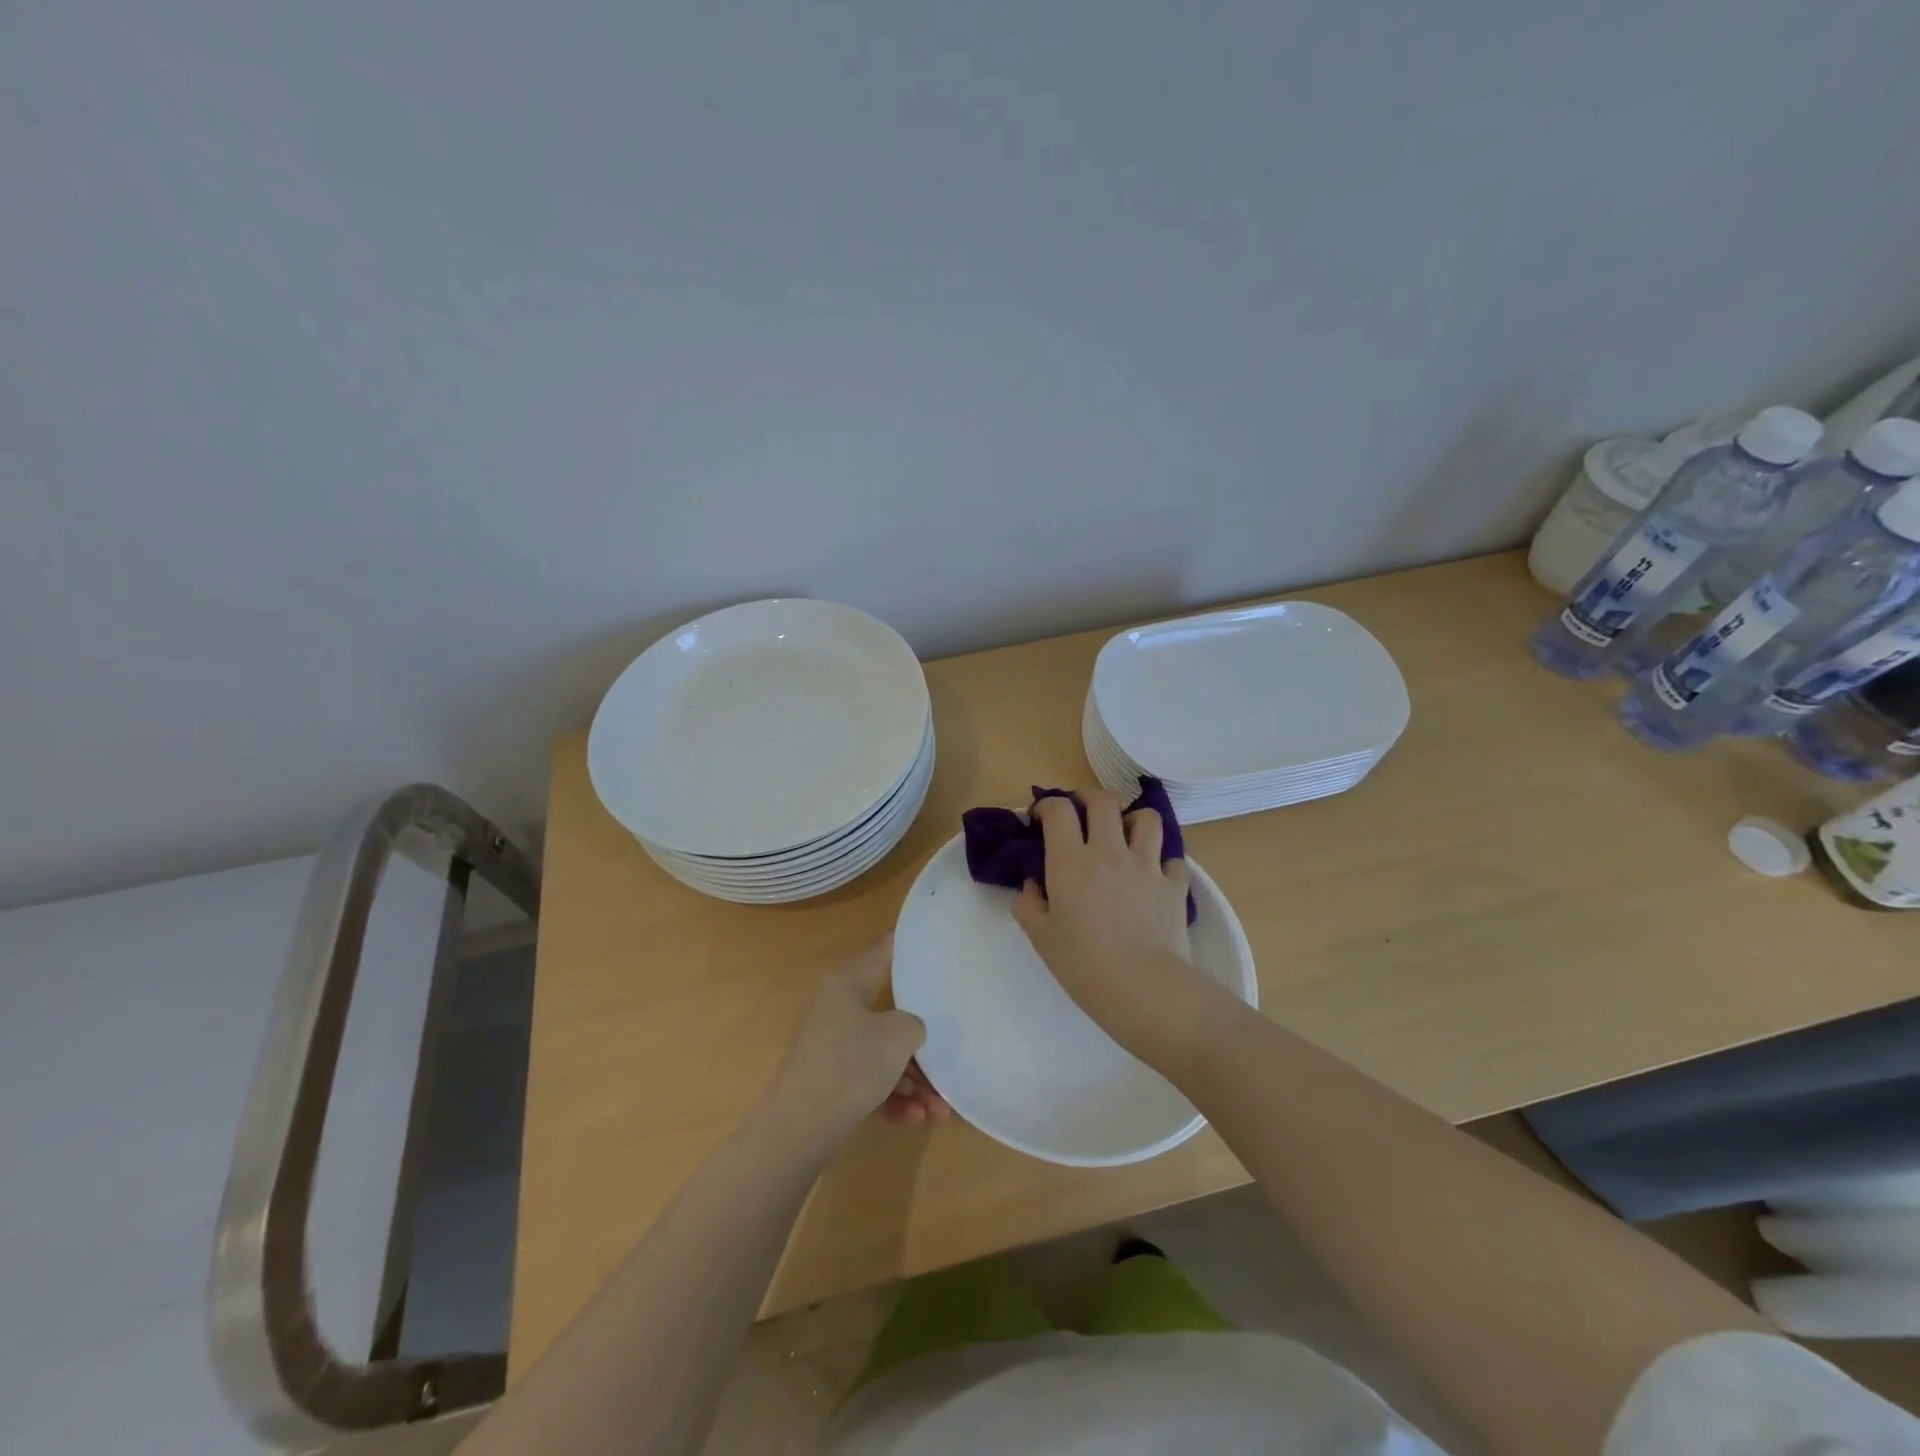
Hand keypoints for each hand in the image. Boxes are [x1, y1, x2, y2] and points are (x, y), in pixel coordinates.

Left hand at [768, 936, 950, 1145]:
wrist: (800, 1128)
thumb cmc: (852, 1064)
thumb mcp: (899, 1035)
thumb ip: (916, 1023)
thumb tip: (911, 1029)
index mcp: (847, 984)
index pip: (882, 950)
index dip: (908, 943)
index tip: (934, 942)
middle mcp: (837, 1009)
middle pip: (890, 1013)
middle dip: (922, 1042)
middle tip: (950, 1053)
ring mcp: (832, 1048)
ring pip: (883, 1056)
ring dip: (915, 1081)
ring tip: (941, 1109)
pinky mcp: (831, 1084)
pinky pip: (871, 1083)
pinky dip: (895, 1099)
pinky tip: (919, 1119)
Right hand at [1013, 791, 1212, 1067]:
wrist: (1144, 989)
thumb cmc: (1084, 965)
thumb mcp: (1041, 938)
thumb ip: (1029, 904)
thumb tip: (1032, 884)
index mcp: (1071, 861)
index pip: (1059, 809)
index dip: (1047, 805)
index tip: (1041, 818)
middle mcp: (1109, 852)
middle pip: (1103, 801)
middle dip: (1089, 799)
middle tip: (1082, 815)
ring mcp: (1146, 865)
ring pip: (1147, 819)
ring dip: (1133, 821)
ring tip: (1125, 836)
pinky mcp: (1174, 885)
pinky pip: (1173, 859)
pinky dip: (1163, 862)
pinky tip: (1154, 876)